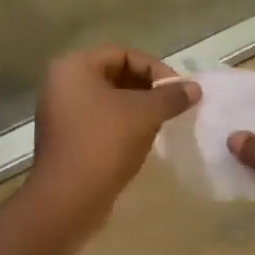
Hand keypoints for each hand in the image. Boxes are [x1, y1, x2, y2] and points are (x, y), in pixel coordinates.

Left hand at [28, 46, 198, 226]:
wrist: (67, 200)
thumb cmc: (104, 143)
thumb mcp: (145, 114)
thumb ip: (171, 96)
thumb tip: (195, 88)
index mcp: (74, 67)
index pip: (123, 54)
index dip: (154, 68)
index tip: (178, 89)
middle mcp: (62, 84)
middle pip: (115, 74)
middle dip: (147, 87)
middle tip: (173, 104)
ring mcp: (60, 113)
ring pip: (108, 99)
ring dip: (137, 107)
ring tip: (162, 121)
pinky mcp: (65, 138)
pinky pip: (99, 120)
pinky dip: (122, 124)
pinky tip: (143, 139)